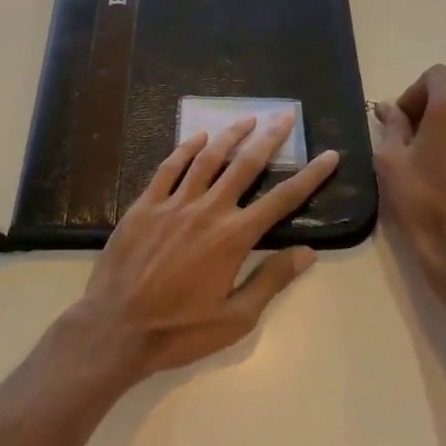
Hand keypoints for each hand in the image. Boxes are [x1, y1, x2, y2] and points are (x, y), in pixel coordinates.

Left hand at [65, 113, 339, 381]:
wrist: (116, 328)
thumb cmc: (180, 330)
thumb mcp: (235, 318)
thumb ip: (271, 280)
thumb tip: (308, 252)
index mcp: (234, 237)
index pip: (282, 199)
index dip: (310, 176)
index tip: (329, 155)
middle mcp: (208, 210)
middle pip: (246, 165)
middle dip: (270, 137)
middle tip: (286, 115)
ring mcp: (174, 204)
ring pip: (208, 158)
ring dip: (231, 135)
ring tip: (248, 118)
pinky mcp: (145, 205)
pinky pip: (169, 168)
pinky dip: (186, 148)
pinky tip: (198, 136)